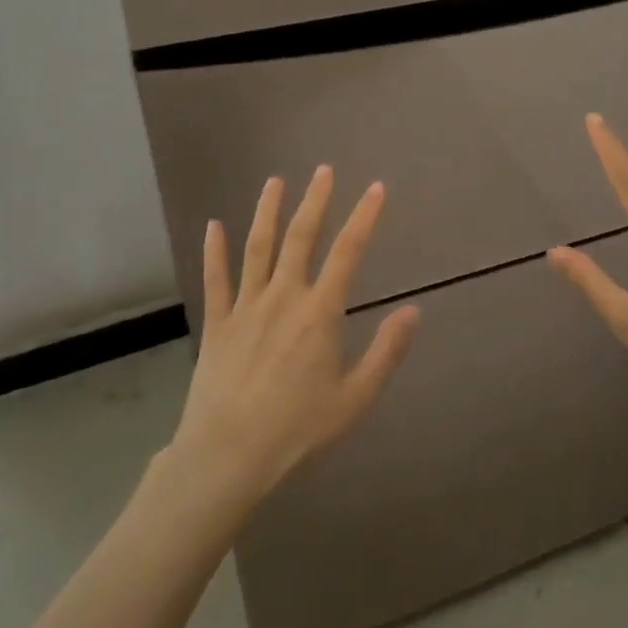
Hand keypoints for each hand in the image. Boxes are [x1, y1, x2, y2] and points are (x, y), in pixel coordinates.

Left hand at [170, 167, 418, 507]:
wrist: (227, 456)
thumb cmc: (297, 431)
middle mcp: (283, 297)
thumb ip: (386, 352)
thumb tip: (414, 310)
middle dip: (315, 201)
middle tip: (323, 171)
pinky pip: (216, 279)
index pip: (348, 253)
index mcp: (320, 313)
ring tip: (275, 182)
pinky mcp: (217, 323)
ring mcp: (246, 306)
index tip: (376, 188)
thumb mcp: (354, 399)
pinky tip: (213, 225)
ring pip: (258, 248)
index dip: (364, 217)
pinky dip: (214, 251)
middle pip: (301, 238)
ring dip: (268, 212)